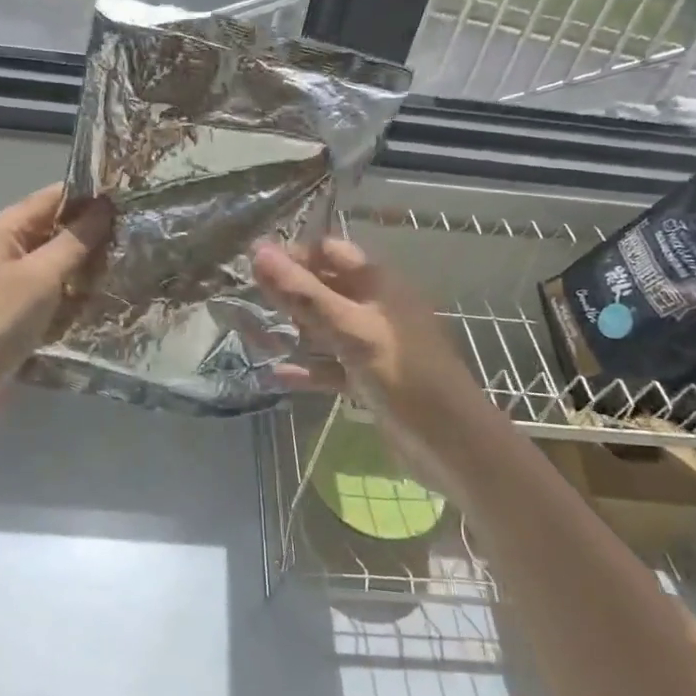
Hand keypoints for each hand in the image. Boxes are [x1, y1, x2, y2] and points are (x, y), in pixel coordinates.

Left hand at [0, 183, 112, 405]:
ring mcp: (14, 275)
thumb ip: (75, 240)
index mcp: (6, 227)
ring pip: (59, 256)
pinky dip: (76, 285)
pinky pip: (55, 283)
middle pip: (57, 226)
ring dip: (88, 261)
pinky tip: (104, 291)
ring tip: (128, 261)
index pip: (53, 197)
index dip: (90, 196)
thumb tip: (106, 207)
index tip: (129, 200)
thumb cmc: (0, 318)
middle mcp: (9, 245)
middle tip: (136, 235)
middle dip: (93, 231)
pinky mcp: (21, 302)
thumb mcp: (42, 275)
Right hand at [252, 237, 482, 453]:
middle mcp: (375, 308)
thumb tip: (258, 251)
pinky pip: (330, 367)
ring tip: (250, 334)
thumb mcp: (351, 329)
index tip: (252, 263)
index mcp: (378, 284)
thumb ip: (303, 293)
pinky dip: (306, 368)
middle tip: (242, 298)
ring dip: (292, 330)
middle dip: (287, 292)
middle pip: (324, 289)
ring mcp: (372, 345)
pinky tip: (275, 374)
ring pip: (324, 329)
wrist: (452, 444)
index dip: (293, 253)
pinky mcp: (368, 379)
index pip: (329, 252)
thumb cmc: (403, 374)